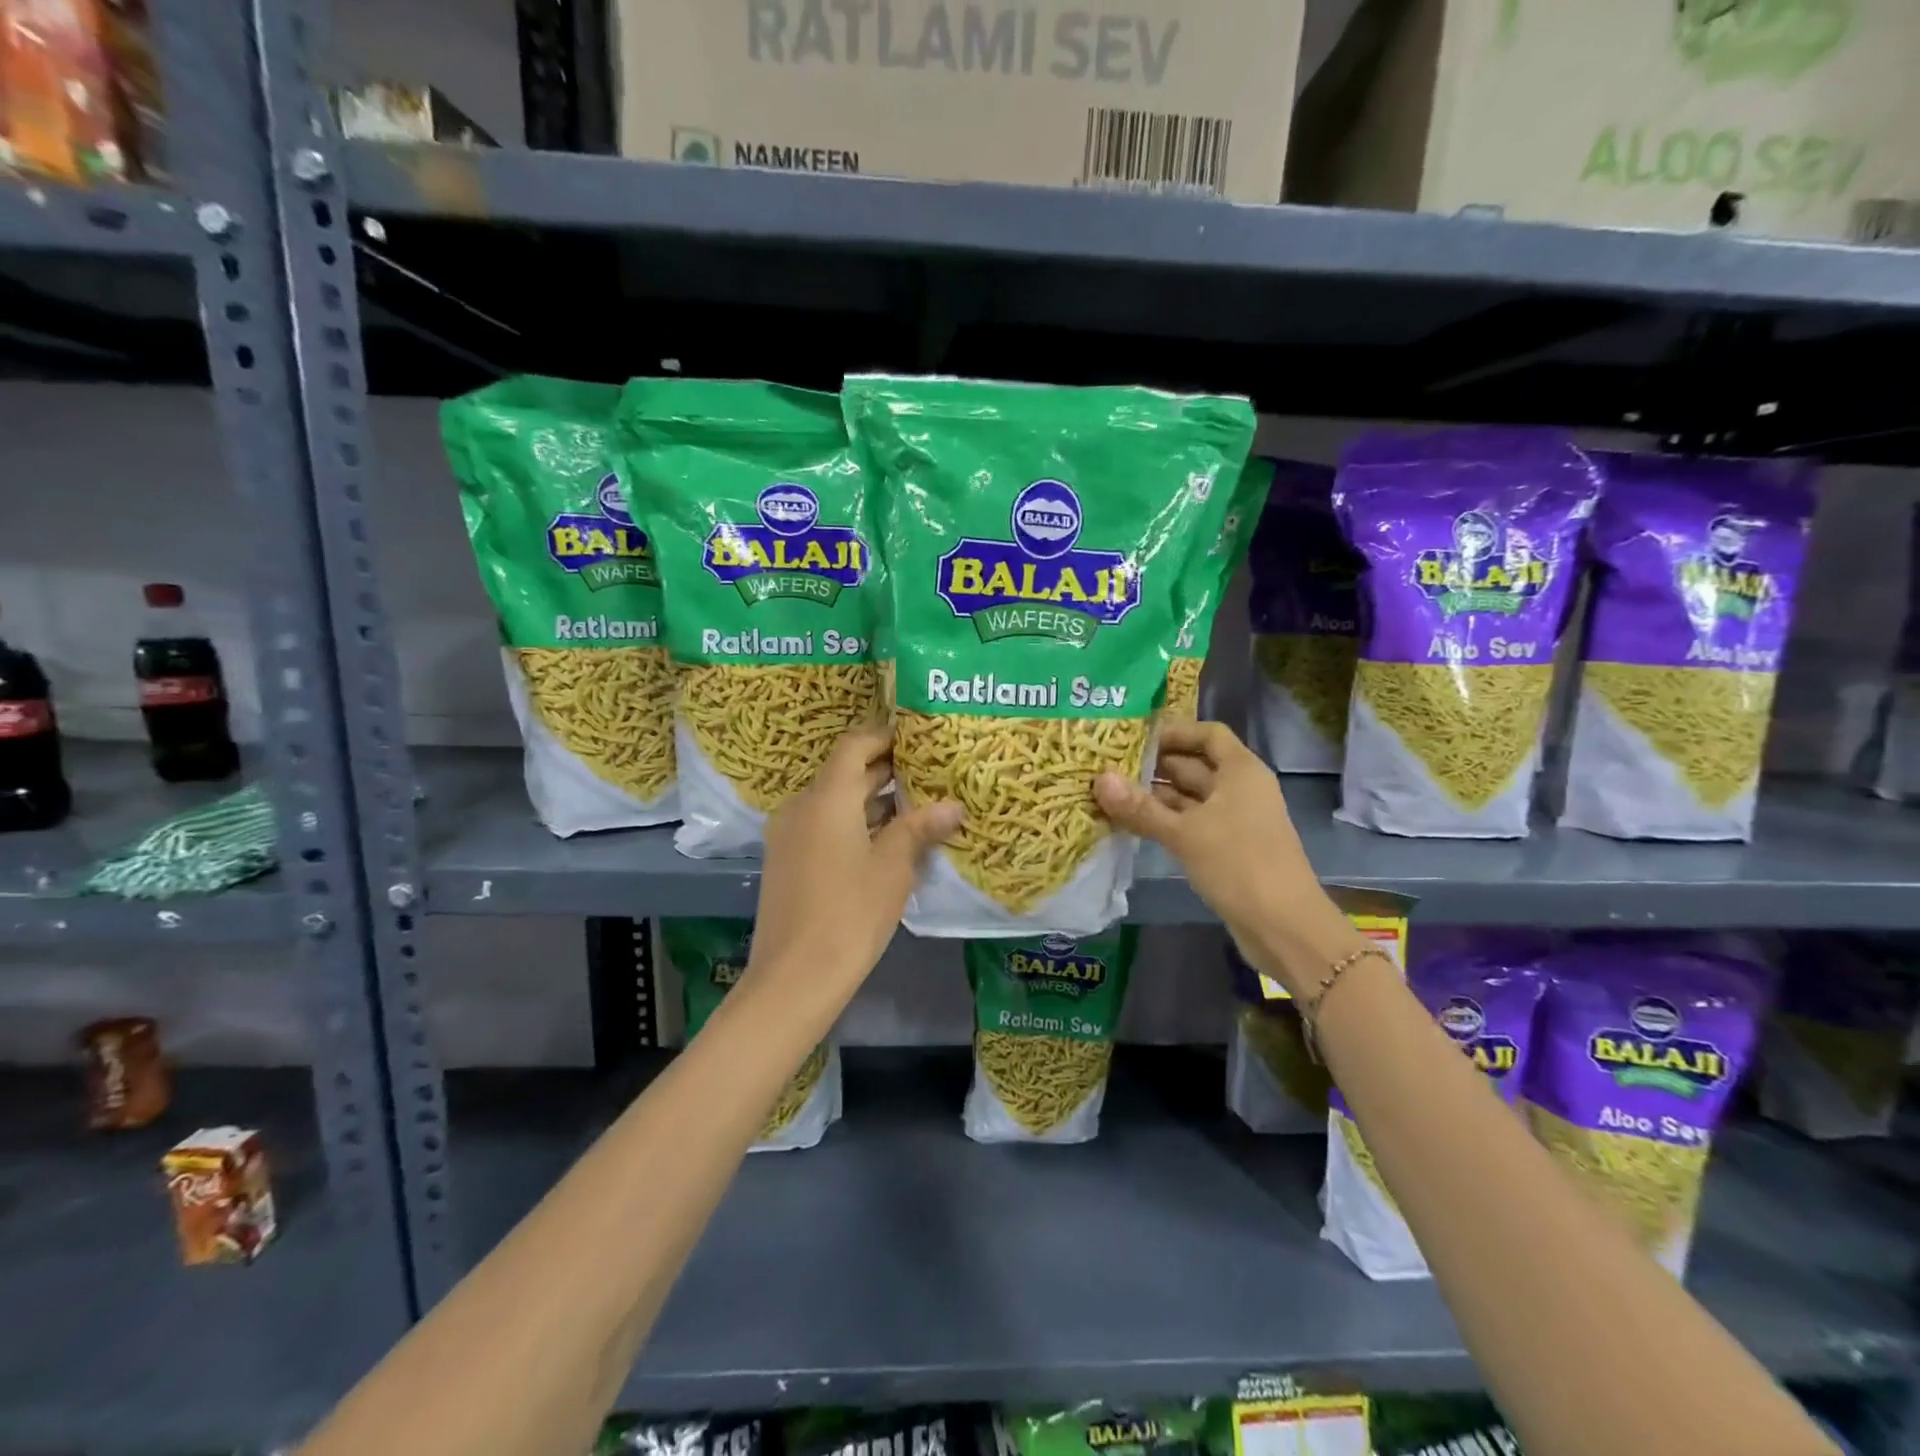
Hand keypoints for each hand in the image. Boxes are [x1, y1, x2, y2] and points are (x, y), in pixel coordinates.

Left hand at [748, 723, 961, 1012]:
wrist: (795, 977)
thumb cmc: (850, 913)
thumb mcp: (893, 868)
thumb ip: (919, 829)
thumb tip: (954, 806)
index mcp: (826, 798)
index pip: (854, 745)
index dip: (884, 736)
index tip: (918, 738)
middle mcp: (802, 807)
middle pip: (844, 773)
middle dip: (884, 769)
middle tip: (928, 770)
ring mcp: (789, 835)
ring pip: (834, 802)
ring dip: (870, 799)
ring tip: (916, 804)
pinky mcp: (787, 861)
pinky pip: (823, 826)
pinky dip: (854, 823)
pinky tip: (886, 841)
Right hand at [1094, 719, 1349, 994]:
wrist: (1284, 927)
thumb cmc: (1239, 865)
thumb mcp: (1185, 834)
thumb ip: (1141, 807)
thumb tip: (1099, 779)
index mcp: (1241, 771)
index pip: (1208, 734)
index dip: (1174, 731)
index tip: (1134, 737)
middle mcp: (1240, 789)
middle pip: (1195, 764)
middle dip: (1154, 765)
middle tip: (1108, 765)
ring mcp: (1234, 820)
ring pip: (1190, 797)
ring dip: (1154, 796)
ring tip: (1110, 793)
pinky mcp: (1226, 848)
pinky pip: (1190, 823)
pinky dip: (1164, 821)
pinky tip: (1131, 824)